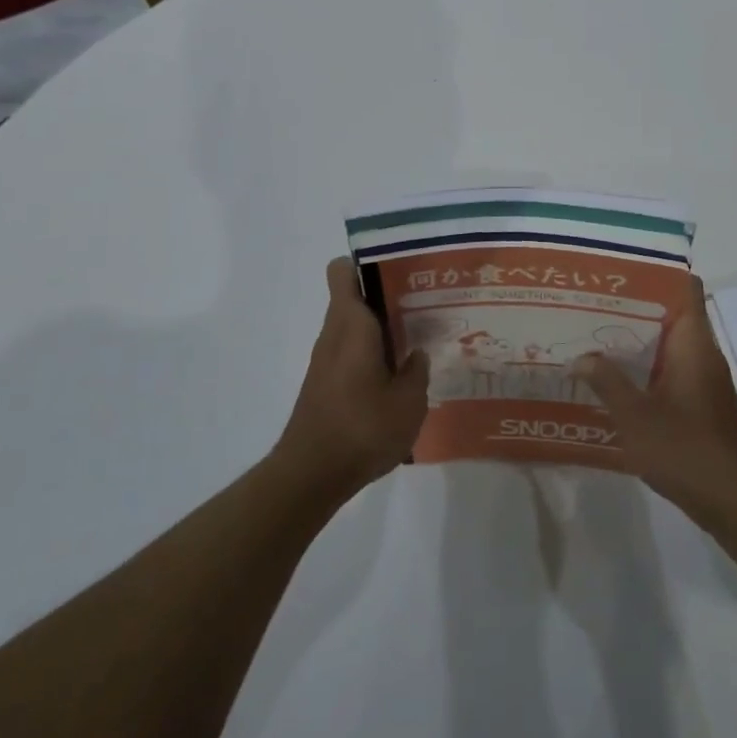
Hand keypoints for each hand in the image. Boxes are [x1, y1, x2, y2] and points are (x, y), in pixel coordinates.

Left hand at [272, 258, 430, 499]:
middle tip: (425, 305)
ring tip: (420, 340)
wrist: (311, 475)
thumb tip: (417, 355)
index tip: (400, 270)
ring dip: (382, 329)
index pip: (343, 271)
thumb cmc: (362, 428)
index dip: (368, 262)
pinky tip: (399, 376)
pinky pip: (351, 352)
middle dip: (388, 296)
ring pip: (354, 326)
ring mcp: (326, 360)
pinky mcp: (325, 383)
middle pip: (355, 297)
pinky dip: (373, 354)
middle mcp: (334, 334)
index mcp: (352, 325)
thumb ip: (417, 371)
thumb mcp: (409, 402)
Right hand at [575, 275, 736, 516]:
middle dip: (637, 309)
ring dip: (641, 341)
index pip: (687, 290)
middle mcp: (704, 354)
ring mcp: (707, 379)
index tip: (624, 273)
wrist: (732, 500)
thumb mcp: (635, 416)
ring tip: (598, 338)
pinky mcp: (704, 402)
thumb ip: (607, 382)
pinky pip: (675, 369)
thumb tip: (581, 357)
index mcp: (694, 345)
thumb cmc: (684, 449)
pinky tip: (619, 379)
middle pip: (674, 315)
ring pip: (672, 344)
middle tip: (595, 306)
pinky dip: (650, 367)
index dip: (659, 275)